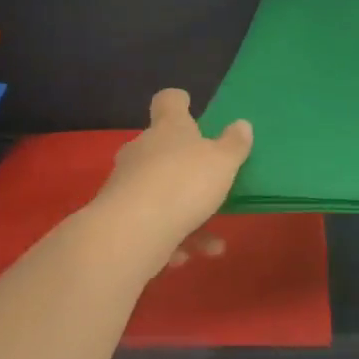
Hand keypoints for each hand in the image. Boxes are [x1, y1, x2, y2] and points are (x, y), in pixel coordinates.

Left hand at [93, 88, 252, 262]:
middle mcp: (142, 151)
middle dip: (183, 165)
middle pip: (161, 148)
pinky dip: (169, 239)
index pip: (169, 102)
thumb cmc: (184, 184)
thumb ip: (234, 144)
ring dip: (185, 215)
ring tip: (211, 243)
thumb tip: (241, 124)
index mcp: (168, 129)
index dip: (179, 101)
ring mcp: (125, 184)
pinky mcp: (117, 218)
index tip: (188, 104)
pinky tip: (183, 257)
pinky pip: (150, 224)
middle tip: (209, 182)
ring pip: (159, 193)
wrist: (131, 232)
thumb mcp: (223, 162)